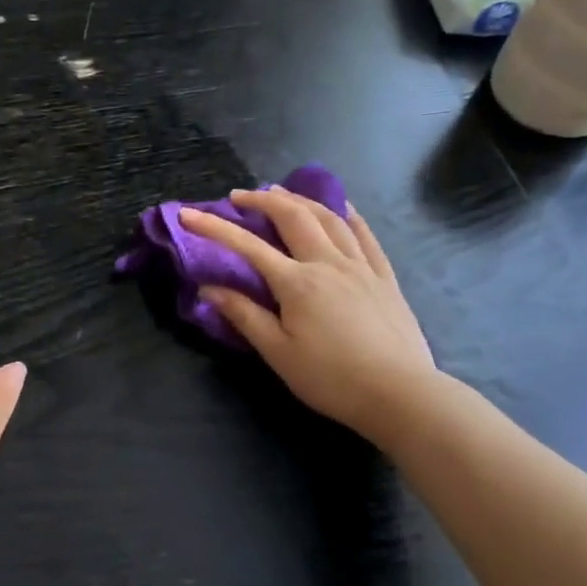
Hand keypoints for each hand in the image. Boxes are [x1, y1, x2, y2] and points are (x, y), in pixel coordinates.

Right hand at [179, 189, 439, 444]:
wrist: (398, 392)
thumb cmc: (330, 378)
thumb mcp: (278, 353)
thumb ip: (244, 316)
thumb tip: (209, 288)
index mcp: (297, 283)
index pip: (248, 246)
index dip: (215, 228)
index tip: (188, 214)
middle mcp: (328, 263)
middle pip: (293, 217)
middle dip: (262, 200)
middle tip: (239, 197)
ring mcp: (361, 266)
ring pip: (329, 218)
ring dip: (301, 199)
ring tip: (282, 193)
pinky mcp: (384, 277)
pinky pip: (364, 234)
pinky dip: (347, 215)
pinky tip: (341, 209)